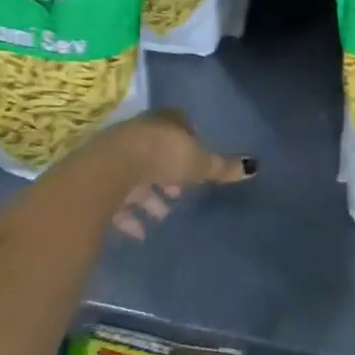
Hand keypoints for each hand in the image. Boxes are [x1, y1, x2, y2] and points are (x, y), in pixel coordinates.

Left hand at [100, 109, 255, 239]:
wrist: (110, 170)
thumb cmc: (163, 157)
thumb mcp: (199, 163)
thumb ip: (223, 167)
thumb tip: (254, 167)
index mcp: (166, 121)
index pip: (181, 125)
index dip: (190, 144)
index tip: (196, 165)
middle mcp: (140, 132)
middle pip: (157, 151)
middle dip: (168, 173)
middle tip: (178, 194)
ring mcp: (117, 154)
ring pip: (137, 175)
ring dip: (149, 196)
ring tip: (162, 216)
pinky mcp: (99, 179)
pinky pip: (117, 198)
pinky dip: (129, 216)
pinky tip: (139, 232)